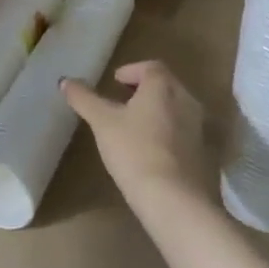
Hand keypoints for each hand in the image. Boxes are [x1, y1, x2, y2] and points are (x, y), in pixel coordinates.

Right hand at [63, 60, 211, 200]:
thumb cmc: (135, 151)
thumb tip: (64, 80)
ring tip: (135, 126)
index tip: (115, 82)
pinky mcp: (204, 154)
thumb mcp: (102, 123)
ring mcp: (199, 128)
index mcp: (163, 87)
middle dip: (144, 90)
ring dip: (157, 112)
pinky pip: (183, 133)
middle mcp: (186, 100)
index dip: (132, 71)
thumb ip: (84, 99)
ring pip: (176, 109)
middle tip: (123, 101)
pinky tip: (151, 151)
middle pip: (165, 86)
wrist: (175, 200)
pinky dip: (168, 133)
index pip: (150, 67)